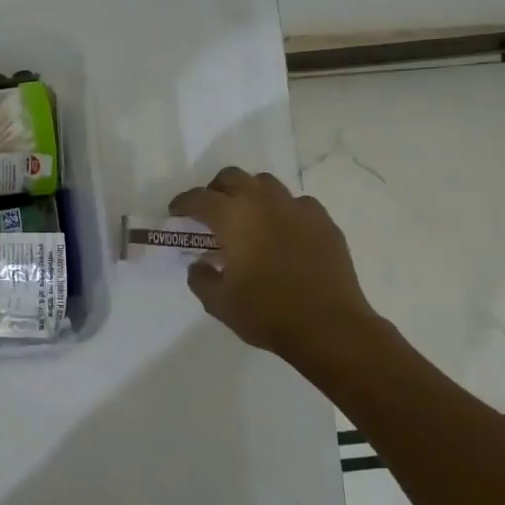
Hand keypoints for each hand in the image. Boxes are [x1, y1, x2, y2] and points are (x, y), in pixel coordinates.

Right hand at [168, 167, 381, 375]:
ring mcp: (298, 209)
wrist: (329, 327)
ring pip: (266, 184)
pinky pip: (297, 204)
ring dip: (250, 194)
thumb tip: (200, 264)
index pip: (199, 198)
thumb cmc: (266, 313)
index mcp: (233, 217)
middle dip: (216, 190)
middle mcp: (264, 203)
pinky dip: (283, 211)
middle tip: (210, 212)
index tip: (175, 213)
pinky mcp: (324, 222)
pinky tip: (283, 233)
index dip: (182, 203)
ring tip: (247, 219)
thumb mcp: (219, 303)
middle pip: (233, 177)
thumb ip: (201, 278)